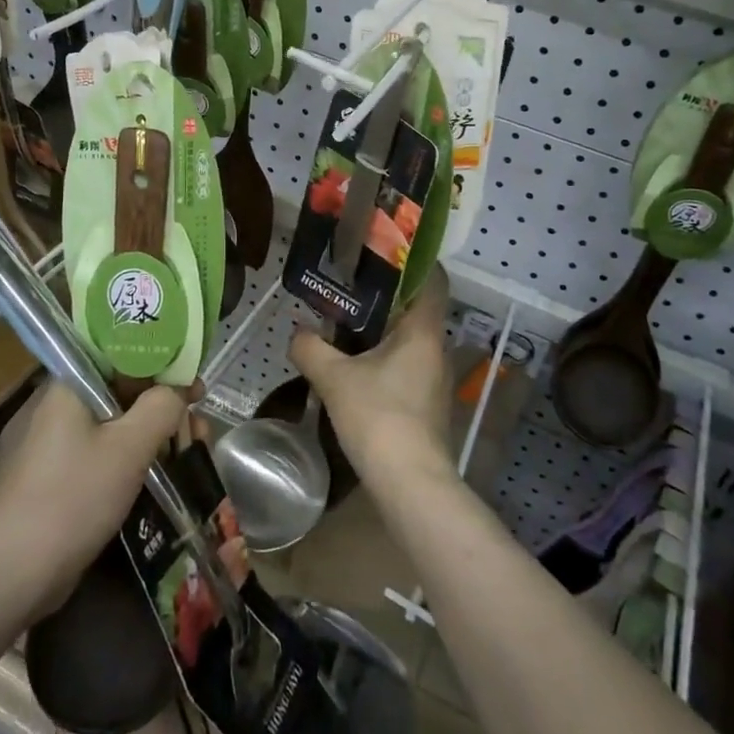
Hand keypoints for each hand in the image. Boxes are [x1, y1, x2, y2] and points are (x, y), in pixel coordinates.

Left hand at [0, 381, 185, 617]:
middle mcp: (67, 406)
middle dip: (167, 403)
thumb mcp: (129, 446)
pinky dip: (140, 456)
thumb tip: (178, 390)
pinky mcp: (67, 475)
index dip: (163, 362)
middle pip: (126, 390)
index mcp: (74, 385)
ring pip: (122, 424)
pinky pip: (111, 452)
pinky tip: (167, 470)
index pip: (124, 354)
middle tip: (200, 421)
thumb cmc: (74, 496)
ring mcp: (64, 443)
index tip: (194, 380)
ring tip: (193, 447)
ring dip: (158, 432)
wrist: (15, 573)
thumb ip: (162, 406)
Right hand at [289, 269, 452, 484]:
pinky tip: (357, 366)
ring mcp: (435, 379)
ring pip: (410, 340)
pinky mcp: (427, 404)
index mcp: (422, 331)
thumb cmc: (378, 417)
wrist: (409, 483)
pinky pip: (407, 365)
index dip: (413, 261)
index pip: (431, 279)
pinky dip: (385, 357)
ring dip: (383, 330)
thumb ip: (312, 348)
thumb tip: (297, 332)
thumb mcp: (335, 378)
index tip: (383, 251)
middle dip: (386, 296)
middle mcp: (436, 349)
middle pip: (416, 309)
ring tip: (346, 322)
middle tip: (350, 285)